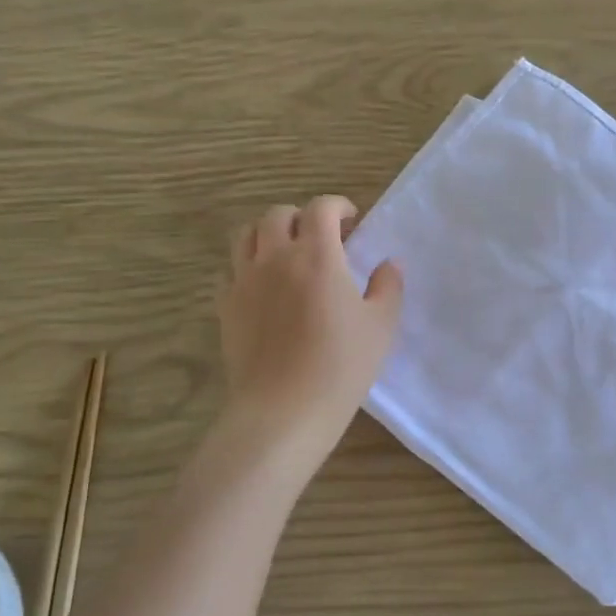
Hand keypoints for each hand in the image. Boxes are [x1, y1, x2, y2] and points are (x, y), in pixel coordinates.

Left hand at [219, 196, 402, 452]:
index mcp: (318, 255)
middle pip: (278, 214)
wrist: (284, 409)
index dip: (337, 206)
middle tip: (320, 237)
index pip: (321, 208)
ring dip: (268, 234)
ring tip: (285, 253)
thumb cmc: (341, 366)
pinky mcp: (226, 306)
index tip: (351, 220)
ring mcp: (245, 280)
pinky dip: (246, 266)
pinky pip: (230, 270)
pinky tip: (262, 286)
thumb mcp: (381, 326)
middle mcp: (276, 257)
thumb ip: (388, 286)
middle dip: (301, 216)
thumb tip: (389, 264)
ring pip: (246, 235)